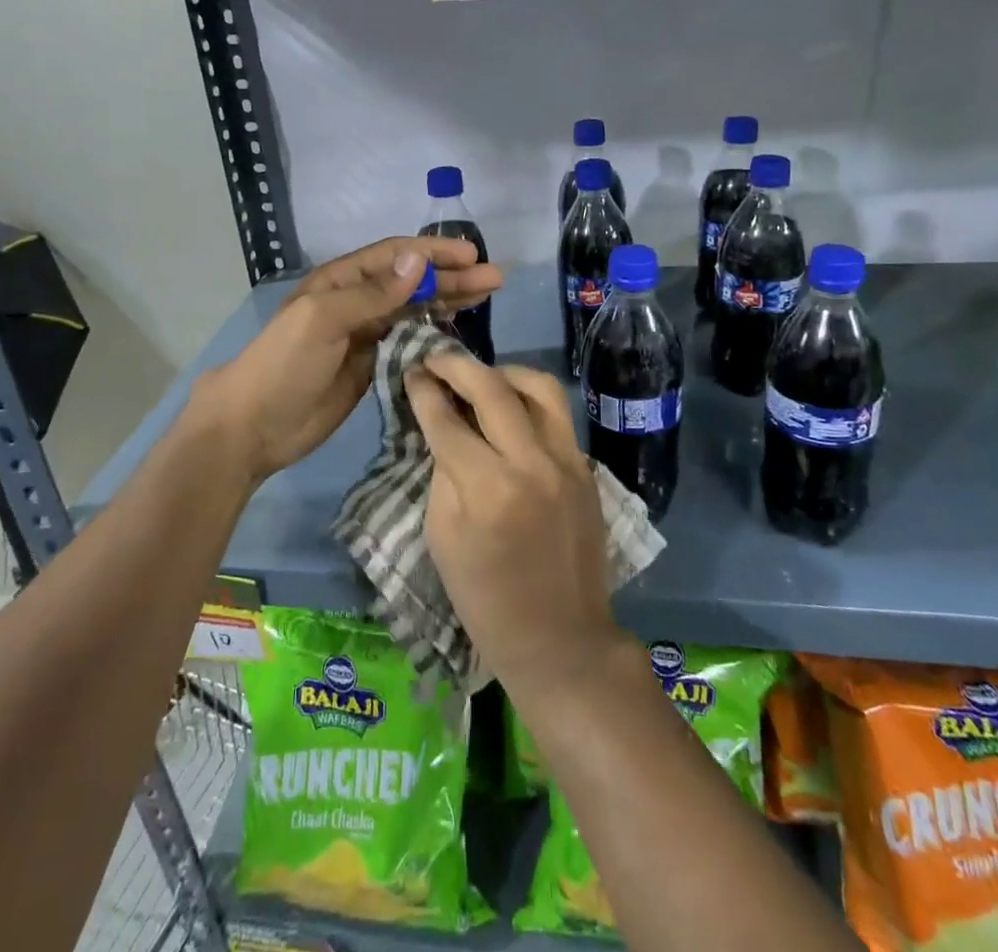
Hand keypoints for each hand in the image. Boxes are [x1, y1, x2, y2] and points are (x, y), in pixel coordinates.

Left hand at [191, 236, 501, 484]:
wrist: (255, 425)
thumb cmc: (284, 364)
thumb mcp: (323, 319)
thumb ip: (372, 294)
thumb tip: (418, 261)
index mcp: (341, 280)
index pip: (396, 256)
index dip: (434, 253)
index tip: (472, 256)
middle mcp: (357, 301)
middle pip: (412, 281)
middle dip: (452, 276)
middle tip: (495, 279)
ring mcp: (366, 334)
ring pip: (415, 309)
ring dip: (449, 300)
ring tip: (487, 295)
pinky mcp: (373, 365)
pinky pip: (410, 340)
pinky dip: (435, 331)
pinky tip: (459, 327)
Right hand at [408, 353, 621, 695]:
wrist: (560, 639)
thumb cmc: (485, 599)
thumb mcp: (442, 537)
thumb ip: (443, 472)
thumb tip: (443, 425)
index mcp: (486, 489)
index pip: (447, 420)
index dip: (424, 391)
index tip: (411, 372)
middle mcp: (531, 463)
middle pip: (492, 388)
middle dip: (457, 365)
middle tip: (435, 358)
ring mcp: (567, 461)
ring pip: (538, 386)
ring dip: (502, 372)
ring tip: (479, 377)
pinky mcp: (586, 467)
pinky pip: (557, 413)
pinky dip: (529, 398)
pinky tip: (510, 406)